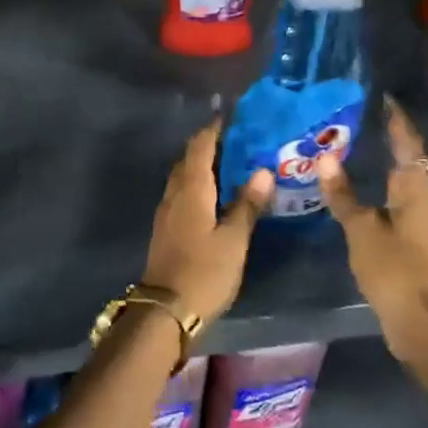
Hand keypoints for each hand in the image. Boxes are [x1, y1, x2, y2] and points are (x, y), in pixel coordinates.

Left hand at [143, 120, 273, 328]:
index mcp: (192, 189)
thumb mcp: (234, 240)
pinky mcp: (166, 227)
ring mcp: (167, 211)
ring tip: (231, 163)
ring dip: (203, 164)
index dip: (214, 129)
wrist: (165, 310)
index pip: (201, 146)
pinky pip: (182, 192)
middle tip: (239, 139)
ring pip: (184, 176)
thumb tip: (262, 170)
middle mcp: (175, 192)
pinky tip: (215, 194)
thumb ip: (247, 204)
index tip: (233, 117)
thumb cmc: (204, 272)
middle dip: (210, 144)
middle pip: (189, 158)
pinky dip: (198, 183)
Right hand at [316, 97, 427, 360]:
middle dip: (392, 137)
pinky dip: (380, 185)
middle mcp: (421, 198)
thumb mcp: (362, 229)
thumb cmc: (394, 268)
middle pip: (410, 159)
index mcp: (414, 189)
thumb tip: (325, 158)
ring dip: (386, 161)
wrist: (421, 321)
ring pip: (403, 180)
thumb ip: (343, 194)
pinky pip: (396, 199)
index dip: (397, 120)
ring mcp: (418, 220)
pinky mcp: (411, 239)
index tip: (383, 98)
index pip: (408, 143)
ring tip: (358, 146)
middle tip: (364, 118)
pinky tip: (360, 189)